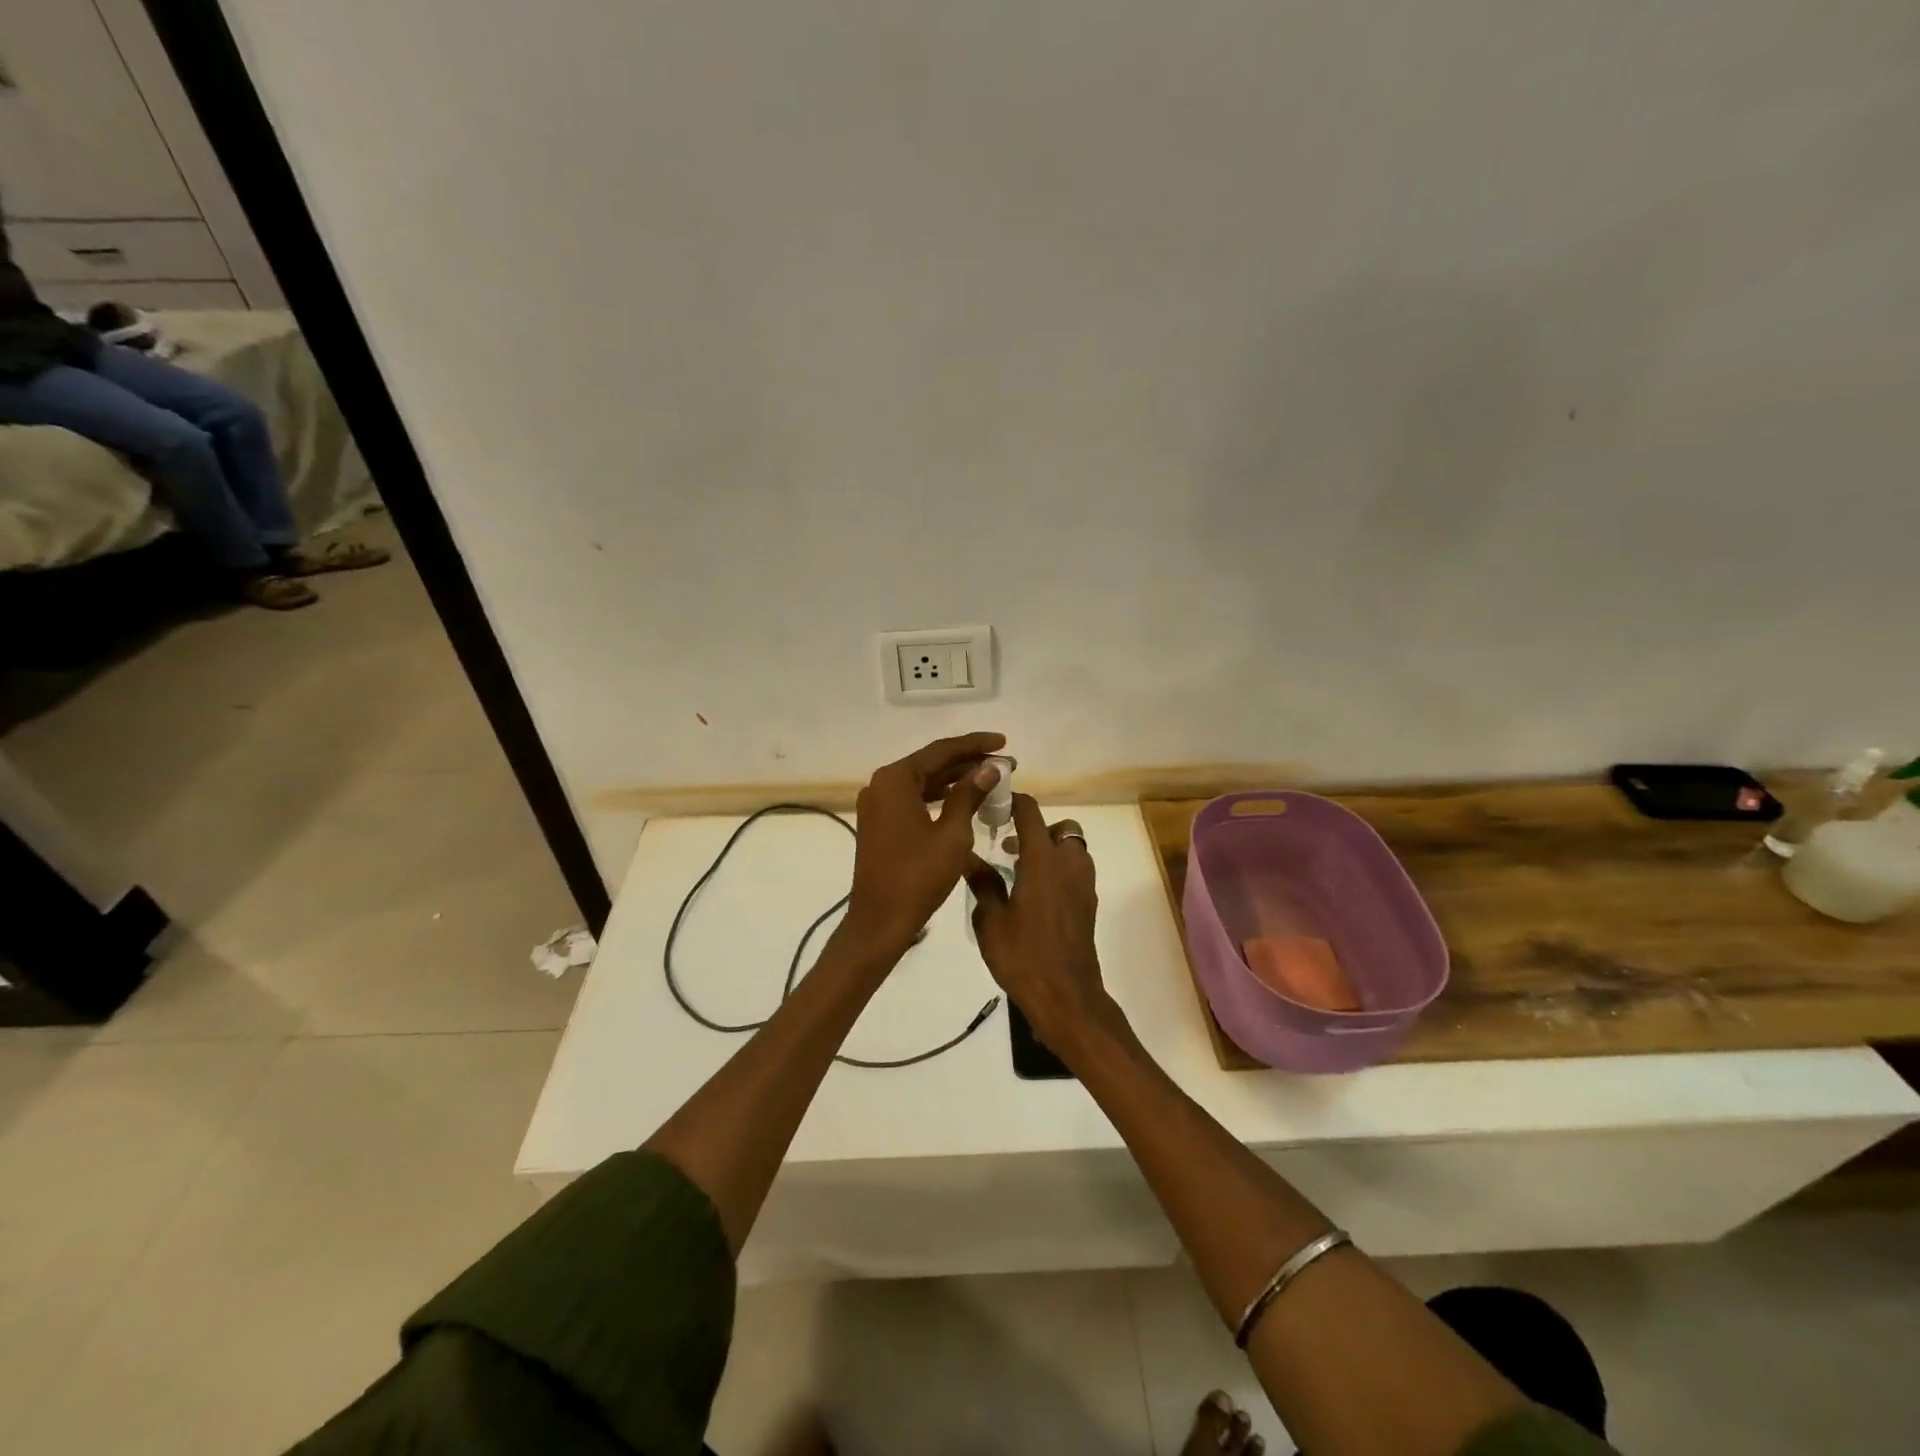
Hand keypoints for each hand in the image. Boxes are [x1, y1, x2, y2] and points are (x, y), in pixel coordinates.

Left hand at [841, 731, 1007, 958]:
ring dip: (955, 780)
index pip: (941, 751)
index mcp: (895, 780)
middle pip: (931, 763)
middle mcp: (882, 784)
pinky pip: (914, 799)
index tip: (1004, 742)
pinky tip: (965, 799)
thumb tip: (989, 769)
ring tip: (991, 779)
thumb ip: (969, 795)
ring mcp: (878, 804)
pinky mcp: (880, 823)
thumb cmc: (918, 876)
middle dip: (968, 762)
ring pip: (923, 782)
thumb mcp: (952, 834)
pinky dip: (939, 797)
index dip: (975, 745)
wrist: (880, 921)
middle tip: (1005, 764)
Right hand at [966, 794, 1117, 1052]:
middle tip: (1011, 847)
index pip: (1031, 812)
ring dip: (1050, 850)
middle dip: (1038, 830)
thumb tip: (967, 856)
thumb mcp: (990, 920)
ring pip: (1072, 850)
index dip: (1015, 801)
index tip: (996, 802)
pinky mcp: (1087, 904)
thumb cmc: (1023, 956)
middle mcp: (1068, 864)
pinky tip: (1034, 895)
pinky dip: (1058, 871)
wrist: (1066, 997)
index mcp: (1043, 860)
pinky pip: (1075, 872)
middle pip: (1061, 828)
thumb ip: (982, 883)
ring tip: (1020, 871)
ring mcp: (1083, 885)